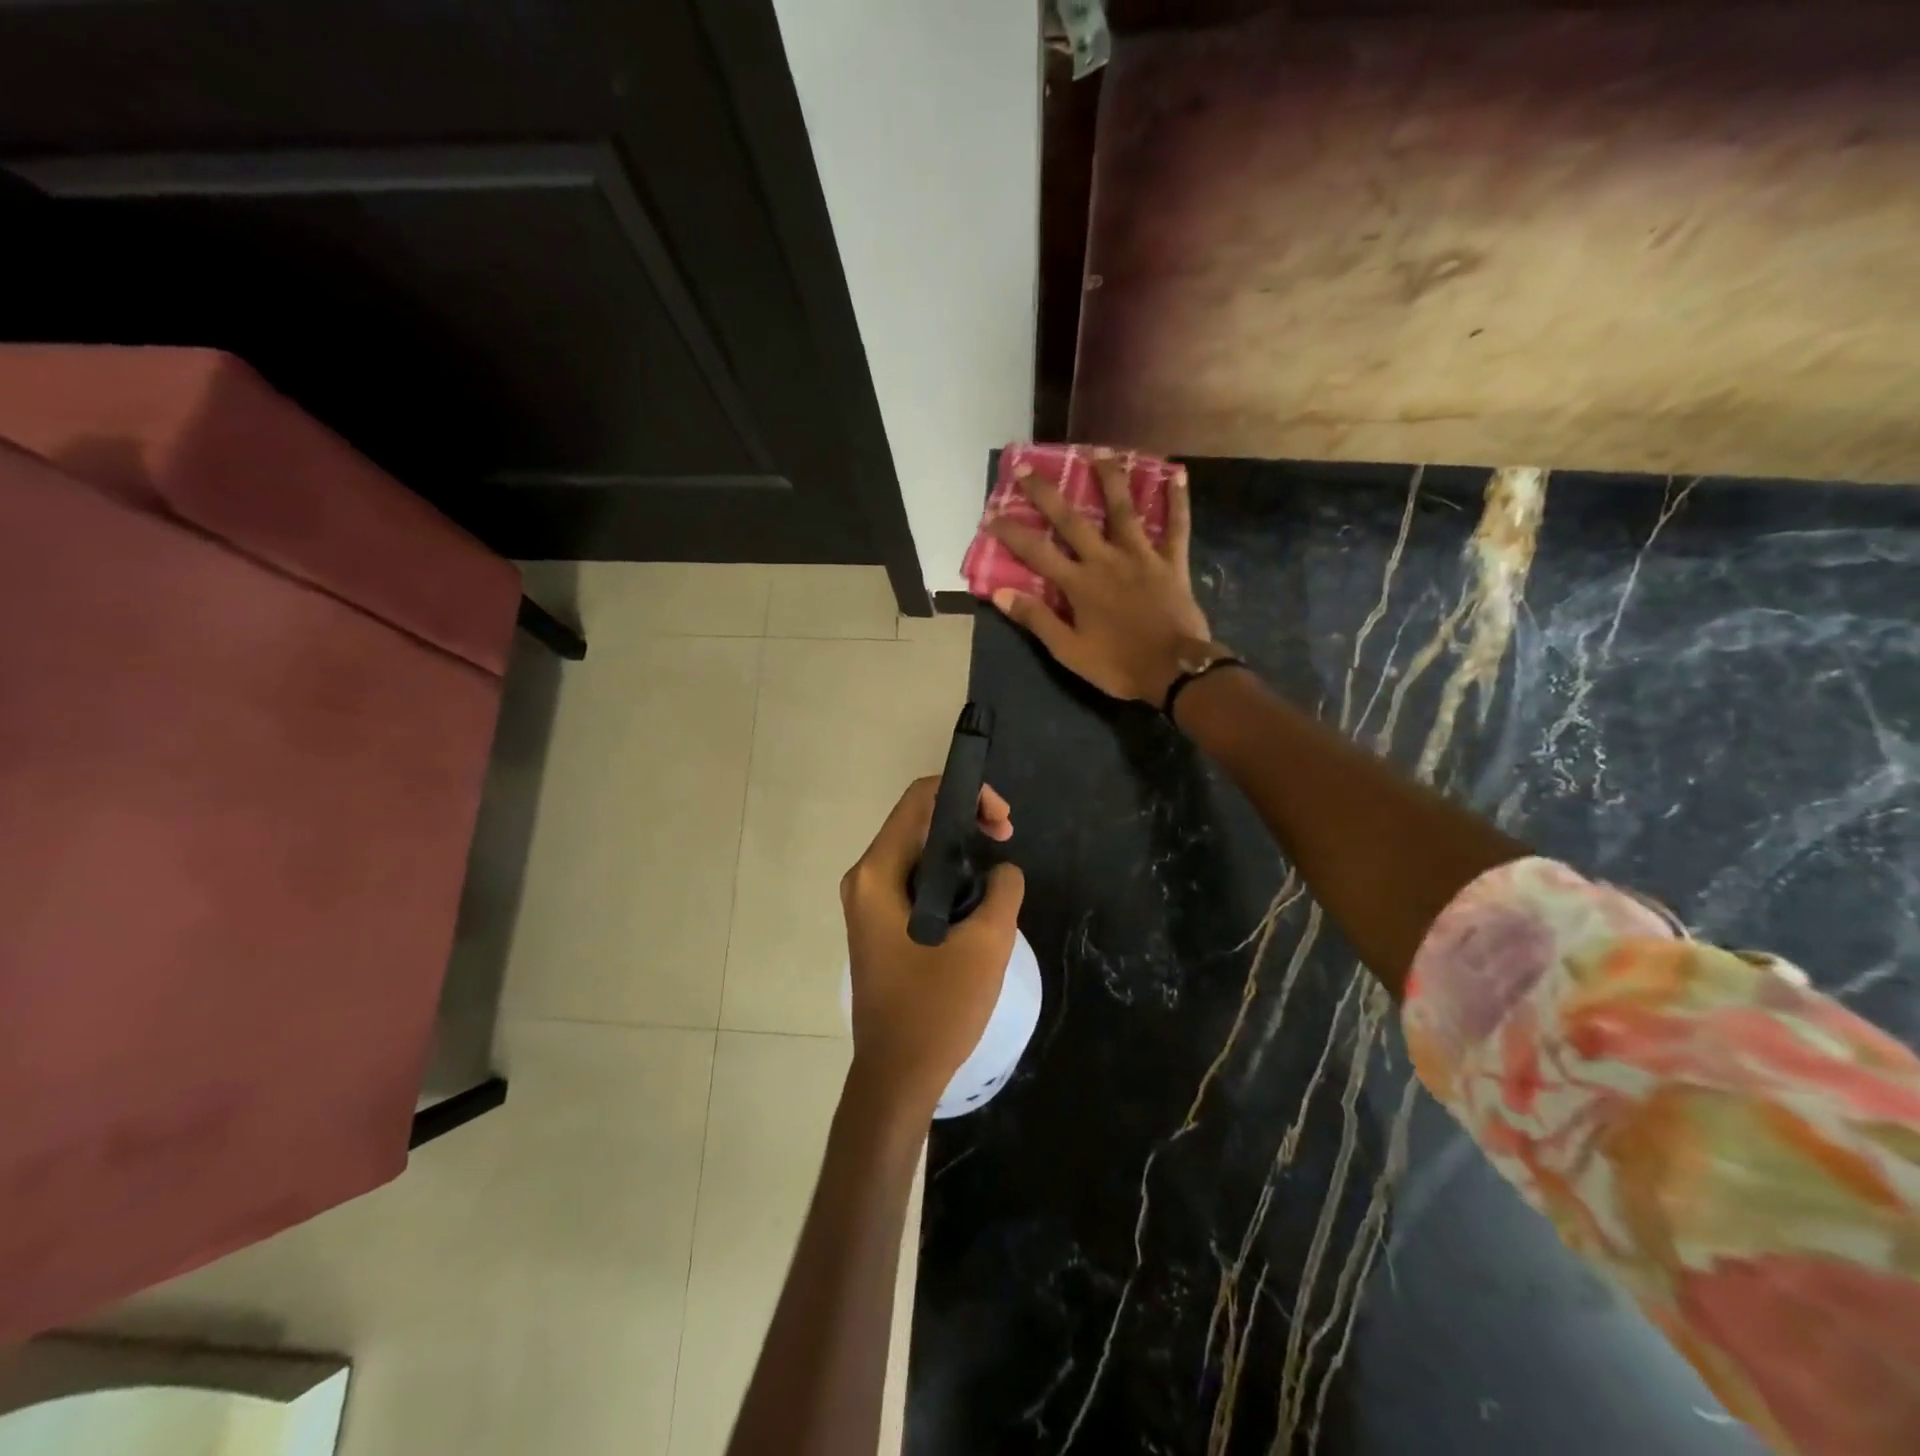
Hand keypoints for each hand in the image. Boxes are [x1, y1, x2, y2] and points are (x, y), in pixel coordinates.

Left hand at [840, 778, 1024, 1119]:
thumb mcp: (985, 946)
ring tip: (998, 871)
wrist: (896, 1078)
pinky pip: (914, 880)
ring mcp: (867, 903)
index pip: (919, 800)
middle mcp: (864, 879)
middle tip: (1006, 839)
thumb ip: (1003, 891)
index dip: (966, 793)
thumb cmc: (936, 1010)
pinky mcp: (878, 924)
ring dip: (959, 850)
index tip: (1002, 822)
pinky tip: (977, 898)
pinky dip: (947, 876)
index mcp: (877, 874)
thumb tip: (1003, 870)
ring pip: (918, 852)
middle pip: (917, 821)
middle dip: (966, 820)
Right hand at [986, 448, 1212, 703]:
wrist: (1174, 671)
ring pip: (1123, 510)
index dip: (1012, 533)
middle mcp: (1106, 560)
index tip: (990, 514)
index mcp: (1079, 584)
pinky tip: (1176, 474)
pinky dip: (1177, 501)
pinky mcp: (1171, 562)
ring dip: (1109, 478)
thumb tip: (1000, 593)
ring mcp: (1141, 556)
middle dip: (1046, 493)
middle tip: (1026, 467)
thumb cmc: (1118, 665)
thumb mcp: (1068, 650)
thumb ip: (1036, 619)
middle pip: (1071, 520)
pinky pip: (1176, 526)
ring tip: (1099, 451)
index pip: (1036, 552)